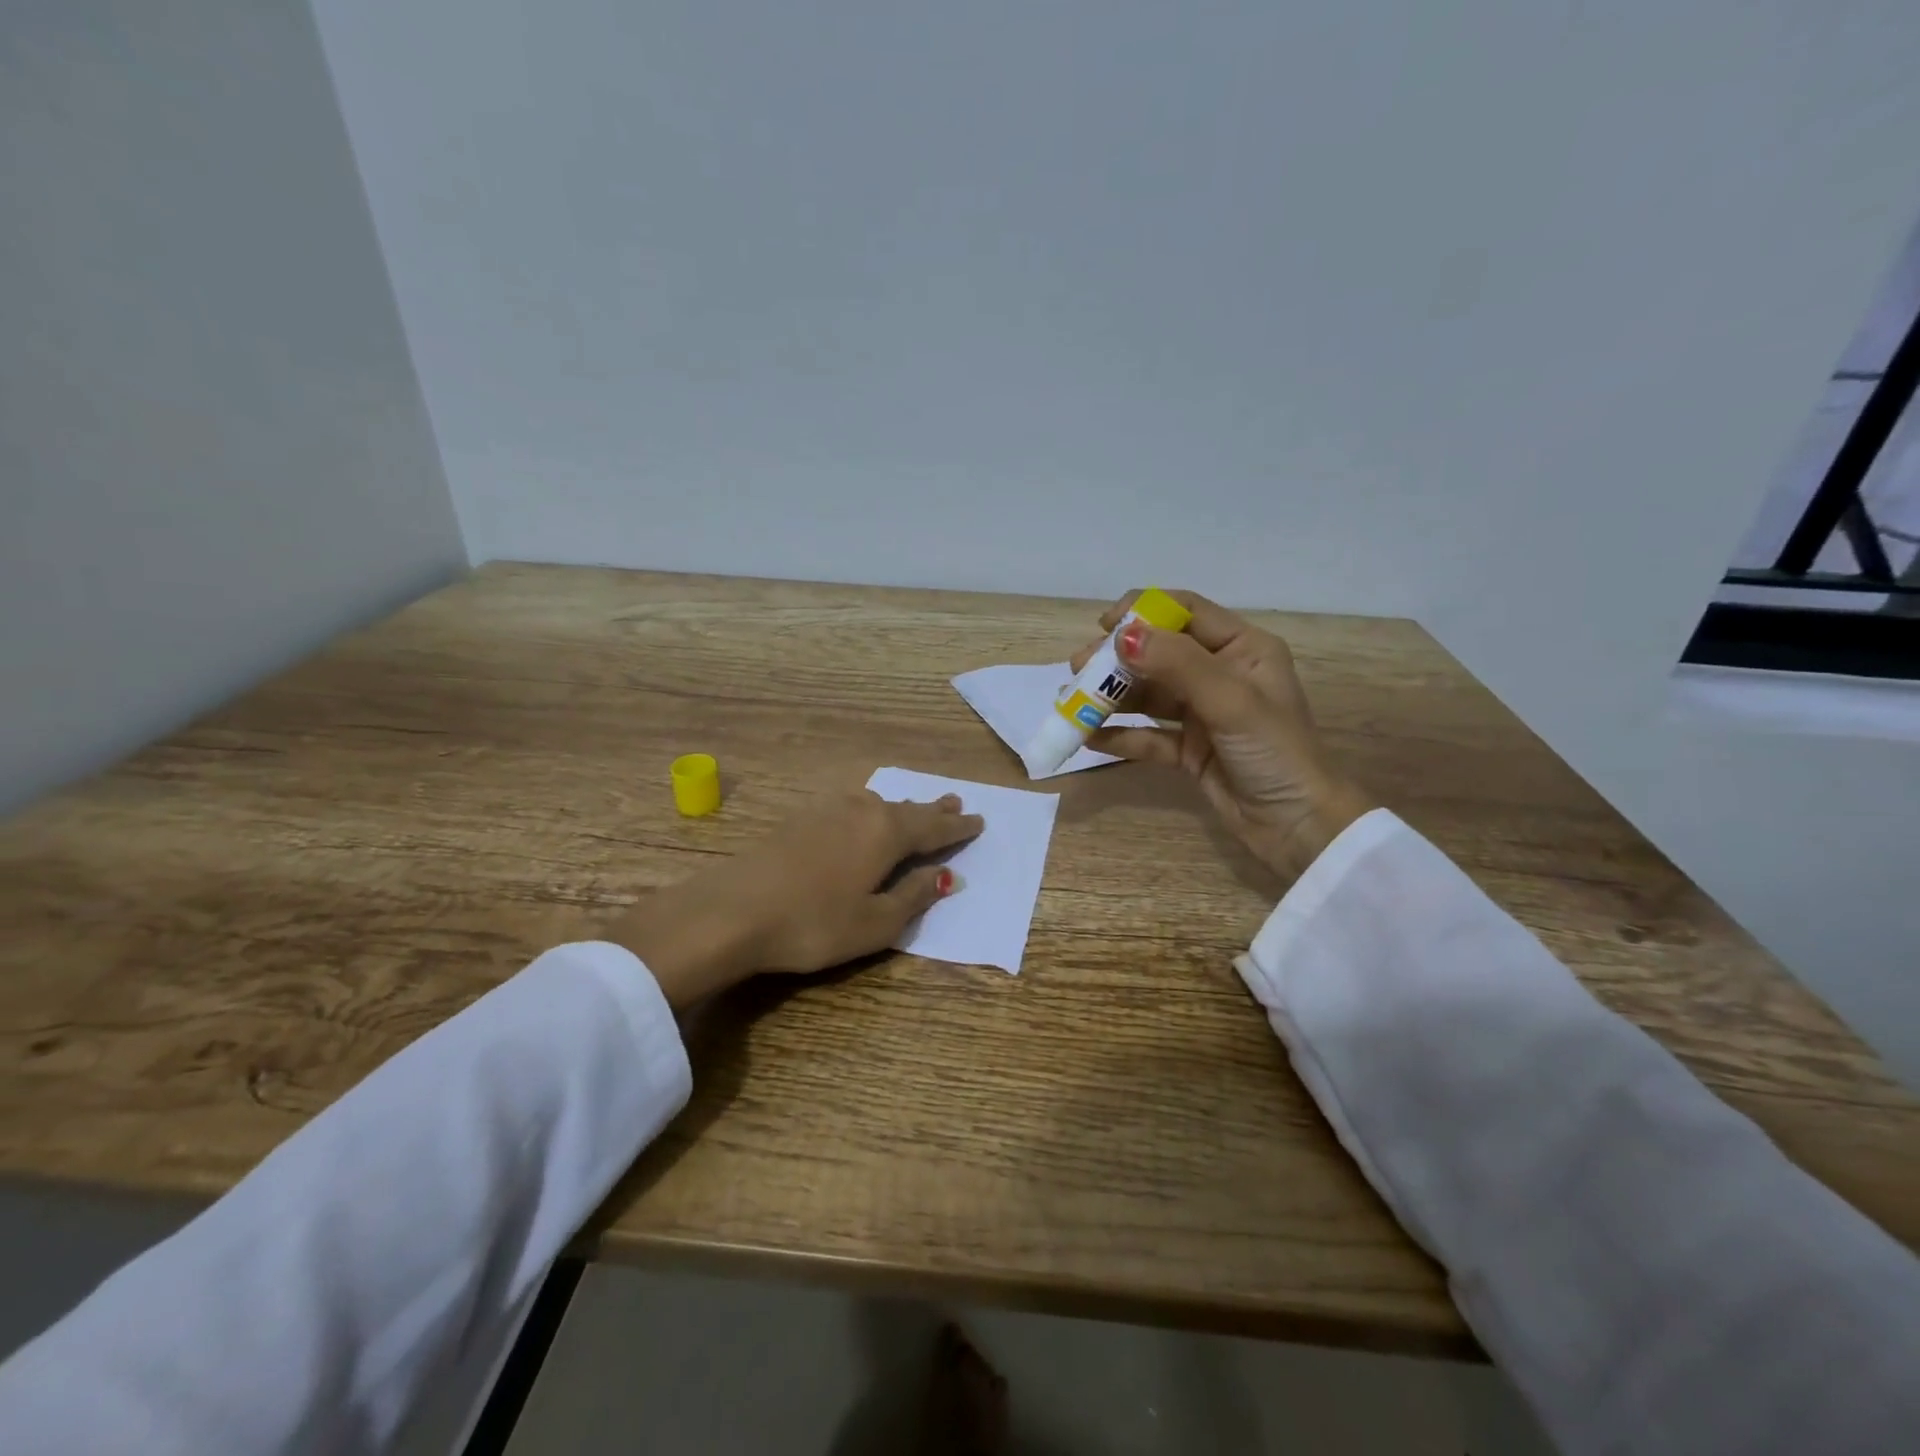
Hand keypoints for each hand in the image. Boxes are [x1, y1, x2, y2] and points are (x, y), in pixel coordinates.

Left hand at [607, 791, 983, 1007]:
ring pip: (876, 804)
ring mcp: (826, 810)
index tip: (979, 821)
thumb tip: (947, 877)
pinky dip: (869, 812)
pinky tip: (862, 815)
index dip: (957, 828)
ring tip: (914, 808)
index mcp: (887, 833)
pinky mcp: (798, 819)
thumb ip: (914, 897)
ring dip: (900, 808)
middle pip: (906, 809)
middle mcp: (861, 811)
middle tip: (954, 801)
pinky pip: (850, 808)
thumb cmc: (813, 924)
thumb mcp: (875, 923)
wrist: (731, 911)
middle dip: (932, 809)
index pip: (933, 828)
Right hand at [1073, 589, 1376, 882]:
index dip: (1143, 612)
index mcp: (1243, 649)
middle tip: (1077, 670)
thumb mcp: (1230, 701)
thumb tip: (1121, 634)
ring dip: (1111, 697)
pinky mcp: (1189, 748)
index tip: (1103, 627)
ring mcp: (1203, 713)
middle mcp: (1221, 674)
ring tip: (1071, 702)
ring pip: (1149, 695)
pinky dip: (1120, 735)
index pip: (1187, 613)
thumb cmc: (1274, 752)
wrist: (1298, 827)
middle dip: (1116, 660)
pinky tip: (1089, 737)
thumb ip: (1176, 664)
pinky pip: (1148, 735)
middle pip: (1159, 653)